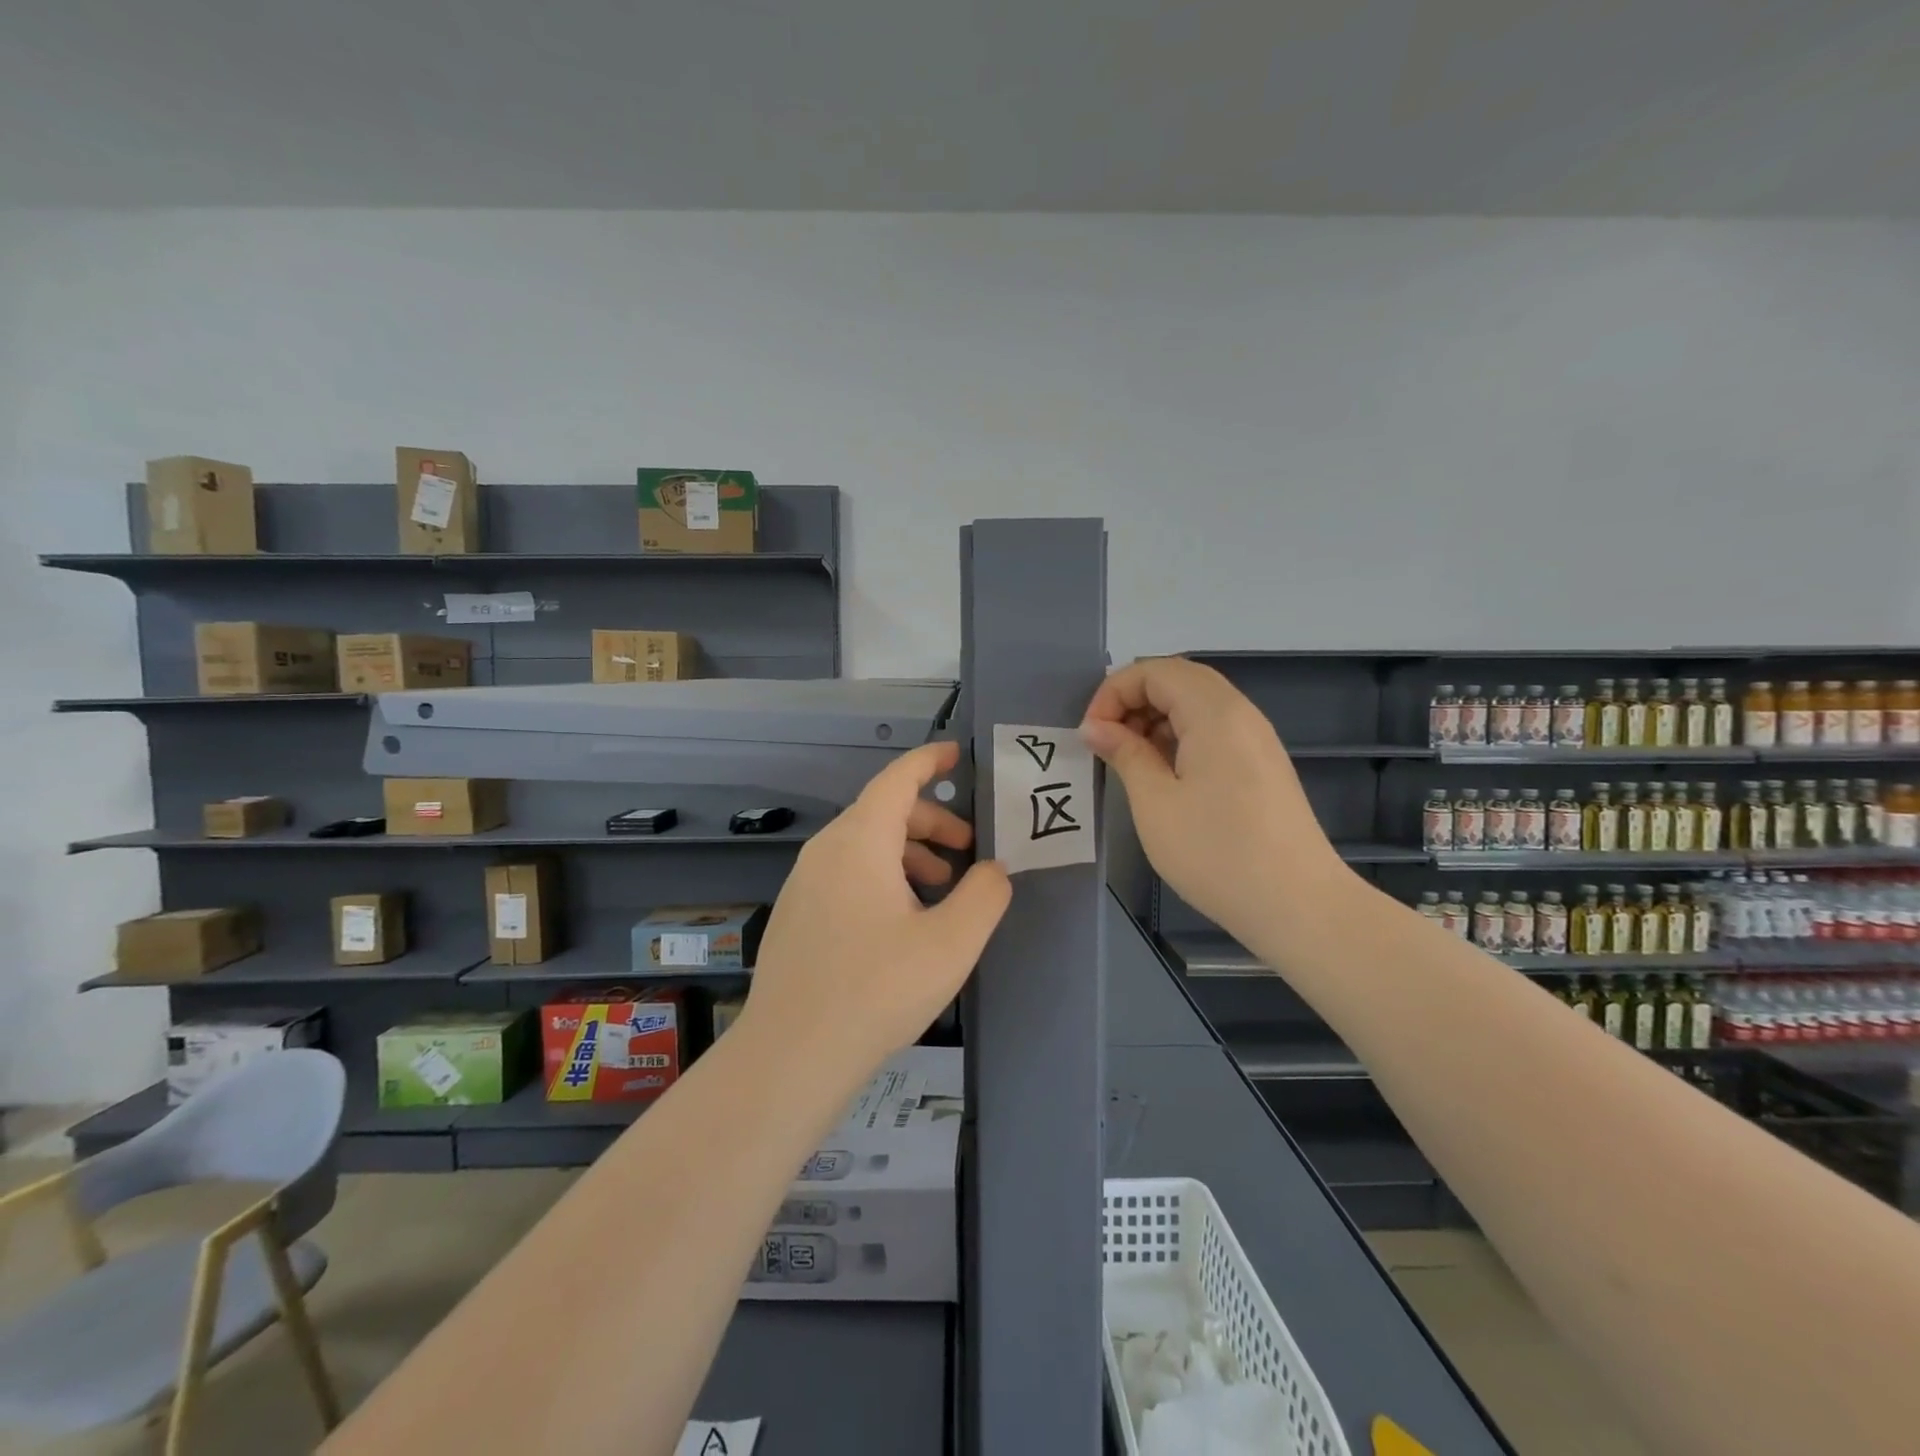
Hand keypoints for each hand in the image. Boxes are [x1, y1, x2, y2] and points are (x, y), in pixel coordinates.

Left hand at [740, 741, 1012, 1088]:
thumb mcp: (952, 942)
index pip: (898, 779)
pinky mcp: (796, 915)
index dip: (930, 761)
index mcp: (860, 842)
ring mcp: (804, 883)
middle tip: (968, 849)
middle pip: (883, 813)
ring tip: (940, 892)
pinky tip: (900, 923)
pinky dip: (881, 877)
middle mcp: (826, 851)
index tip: (957, 755)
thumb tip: (993, 869)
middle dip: (932, 821)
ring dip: (908, 854)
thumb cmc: (877, 989)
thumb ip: (985, 894)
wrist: (791, 1055)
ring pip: (864, 846)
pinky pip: (845, 874)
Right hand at [1081, 657, 1344, 937]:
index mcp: (1214, 713)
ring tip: (1129, 760)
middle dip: (1133, 701)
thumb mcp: (1155, 803)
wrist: (1298, 905)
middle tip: (1106, 742)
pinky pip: (1213, 729)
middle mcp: (1240, 713)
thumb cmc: (1217, 853)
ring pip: (1196, 704)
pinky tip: (1163, 775)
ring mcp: (1256, 738)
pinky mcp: (1262, 763)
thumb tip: (1095, 727)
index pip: (1155, 670)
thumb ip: (1124, 754)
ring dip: (1155, 719)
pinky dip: (1179, 737)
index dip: (1114, 692)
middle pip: (1178, 679)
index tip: (1092, 734)